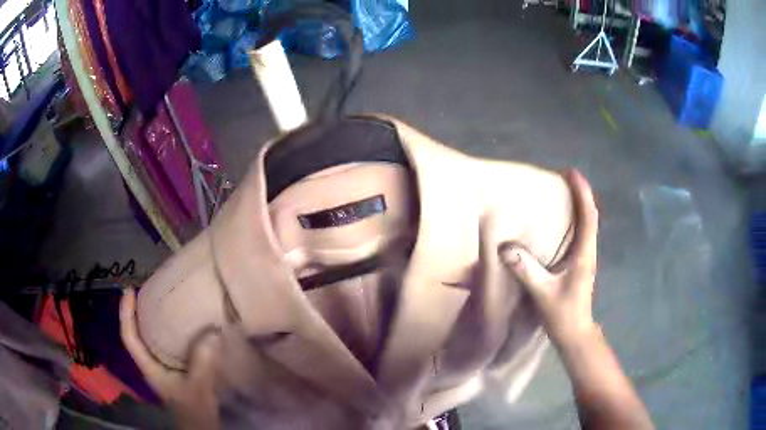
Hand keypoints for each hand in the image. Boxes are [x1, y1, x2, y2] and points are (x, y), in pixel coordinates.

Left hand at [120, 287, 220, 429]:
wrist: (201, 426)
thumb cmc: (195, 410)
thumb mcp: (199, 387)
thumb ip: (203, 362)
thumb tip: (213, 330)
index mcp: (149, 367)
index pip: (129, 337)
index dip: (126, 313)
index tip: (129, 290)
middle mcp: (151, 363)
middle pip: (135, 333)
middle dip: (135, 311)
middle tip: (145, 289)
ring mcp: (161, 367)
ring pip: (149, 338)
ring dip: (150, 319)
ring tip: (160, 300)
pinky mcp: (172, 369)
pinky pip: (163, 343)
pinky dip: (166, 330)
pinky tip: (180, 325)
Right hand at [501, 170, 598, 345]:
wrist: (575, 333)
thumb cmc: (564, 314)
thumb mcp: (543, 293)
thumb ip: (527, 271)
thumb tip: (506, 248)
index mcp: (584, 254)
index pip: (588, 217)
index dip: (583, 193)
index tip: (573, 173)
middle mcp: (588, 252)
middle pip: (590, 216)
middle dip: (581, 194)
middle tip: (567, 178)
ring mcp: (586, 259)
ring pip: (587, 225)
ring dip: (580, 206)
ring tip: (565, 193)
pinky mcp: (580, 265)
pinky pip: (580, 235)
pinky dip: (575, 221)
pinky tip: (563, 222)